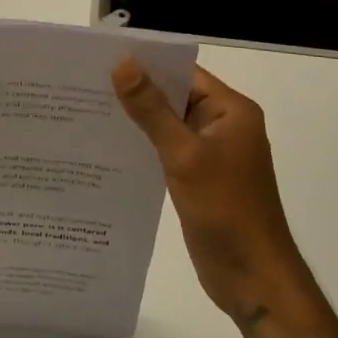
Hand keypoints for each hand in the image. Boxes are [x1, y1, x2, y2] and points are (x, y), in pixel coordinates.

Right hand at [113, 58, 298, 330]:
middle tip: (84, 83)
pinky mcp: (199, 177)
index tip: (102, 58)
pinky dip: (143, 145)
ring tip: (87, 110)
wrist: (253, 279)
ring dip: (136, 119)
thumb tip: (123, 63)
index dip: (146, 63)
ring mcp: (212, 153)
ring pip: (168, 124)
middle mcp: (223, 125)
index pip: (183, 72)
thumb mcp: (184, 155)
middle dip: (135, 90)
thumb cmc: (225, 210)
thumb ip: (152, 110)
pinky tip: (108, 146)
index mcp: (231, 111)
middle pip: (174, 96)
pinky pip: (167, 150)